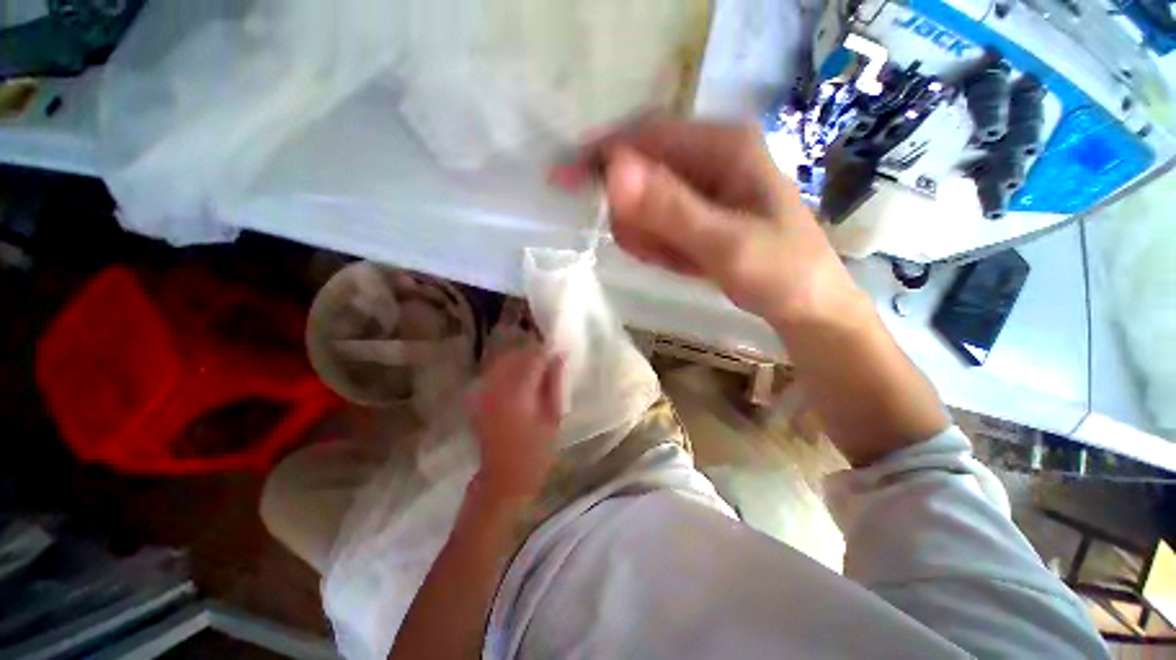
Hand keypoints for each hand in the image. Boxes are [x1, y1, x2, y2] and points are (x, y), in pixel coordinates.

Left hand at [468, 347, 564, 501]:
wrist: (504, 477)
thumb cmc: (536, 451)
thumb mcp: (553, 417)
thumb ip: (555, 383)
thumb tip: (560, 356)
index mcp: (518, 393)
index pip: (532, 358)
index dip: (546, 351)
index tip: (558, 350)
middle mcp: (497, 388)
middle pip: (514, 355)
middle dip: (531, 352)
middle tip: (547, 358)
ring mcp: (483, 392)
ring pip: (501, 361)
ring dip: (518, 359)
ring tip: (534, 366)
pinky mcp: (477, 399)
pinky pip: (492, 373)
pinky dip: (506, 369)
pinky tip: (517, 377)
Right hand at [556, 120, 859, 325]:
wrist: (804, 305)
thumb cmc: (778, 272)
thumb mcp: (724, 243)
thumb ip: (670, 209)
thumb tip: (613, 171)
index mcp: (723, 145)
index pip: (645, 136)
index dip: (601, 156)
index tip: (563, 180)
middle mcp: (711, 156)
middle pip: (641, 172)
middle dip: (634, 215)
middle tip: (652, 250)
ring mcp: (703, 186)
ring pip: (645, 203)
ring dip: (648, 236)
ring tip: (674, 260)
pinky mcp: (698, 212)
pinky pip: (658, 223)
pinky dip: (659, 245)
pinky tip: (680, 261)